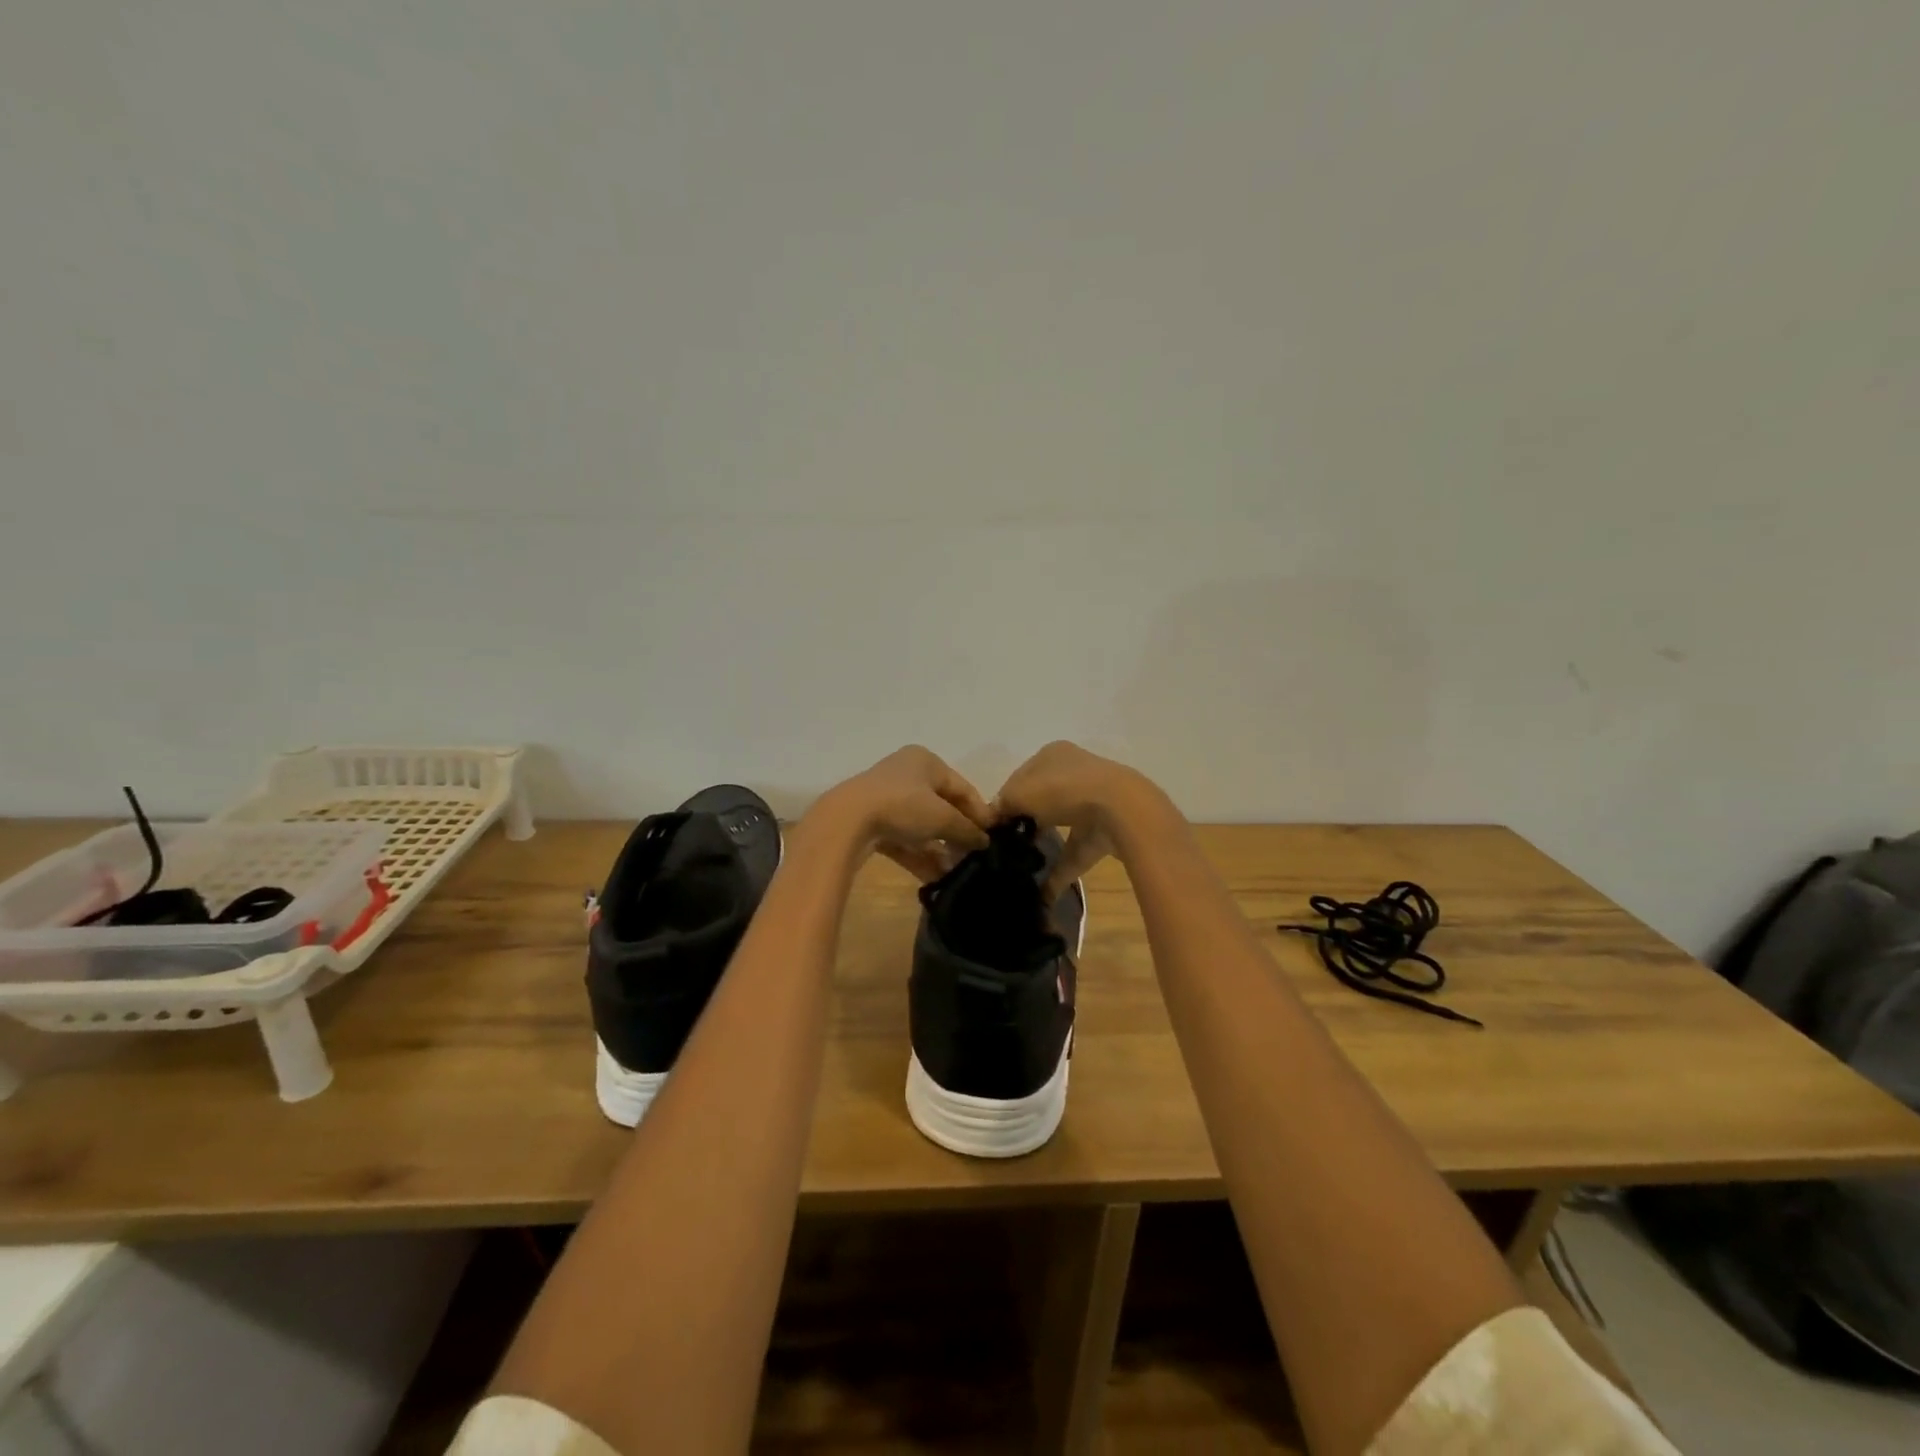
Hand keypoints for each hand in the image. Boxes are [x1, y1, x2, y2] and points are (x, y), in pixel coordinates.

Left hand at [817, 746, 993, 881]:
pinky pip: (904, 839)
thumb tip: (985, 842)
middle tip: (976, 857)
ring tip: (958, 871)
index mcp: (926, 761)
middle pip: (942, 807)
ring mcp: (887, 799)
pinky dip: (919, 855)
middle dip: (958, 834)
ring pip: (922, 825)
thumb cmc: (902, 806)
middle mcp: (906, 774)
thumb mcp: (942, 817)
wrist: (846, 821)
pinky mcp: (873, 822)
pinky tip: (936, 877)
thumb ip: (967, 829)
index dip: (980, 813)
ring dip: (940, 848)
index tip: (994, 837)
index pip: (962, 787)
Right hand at [992, 741, 1151, 900]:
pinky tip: (1043, 893)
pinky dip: (1061, 871)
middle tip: (1006, 845)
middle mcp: (1074, 772)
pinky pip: (1077, 851)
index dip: (1006, 800)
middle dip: (1025, 821)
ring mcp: (1093, 800)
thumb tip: (994, 817)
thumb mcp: (1021, 792)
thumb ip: (1003, 804)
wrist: (1122, 810)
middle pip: (1041, 799)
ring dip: (1044, 844)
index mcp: (1053, 754)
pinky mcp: (1106, 830)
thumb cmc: (1064, 790)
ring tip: (1022, 866)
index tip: (993, 825)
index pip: (1021, 777)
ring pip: (1061, 823)